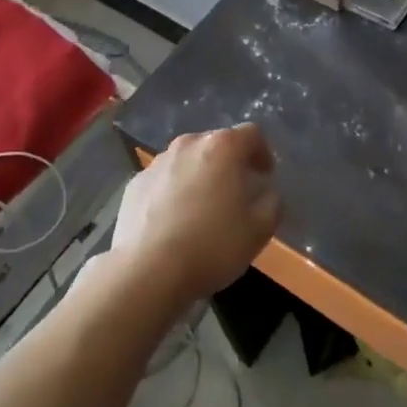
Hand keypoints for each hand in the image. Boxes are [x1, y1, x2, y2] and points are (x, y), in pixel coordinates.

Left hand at [116, 123, 281, 301]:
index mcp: (222, 147)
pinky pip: (163, 181)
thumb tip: (267, 193)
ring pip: (187, 162)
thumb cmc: (211, 246)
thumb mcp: (259, 230)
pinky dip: (173, 193)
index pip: (252, 134)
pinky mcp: (134, 185)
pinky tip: (173, 223)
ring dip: (199, 177)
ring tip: (202, 210)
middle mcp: (188, 145)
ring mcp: (157, 163)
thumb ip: (272, 203)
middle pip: (216, 144)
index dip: (262, 153)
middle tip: (236, 194)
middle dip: (229, 164)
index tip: (264, 176)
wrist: (147, 272)